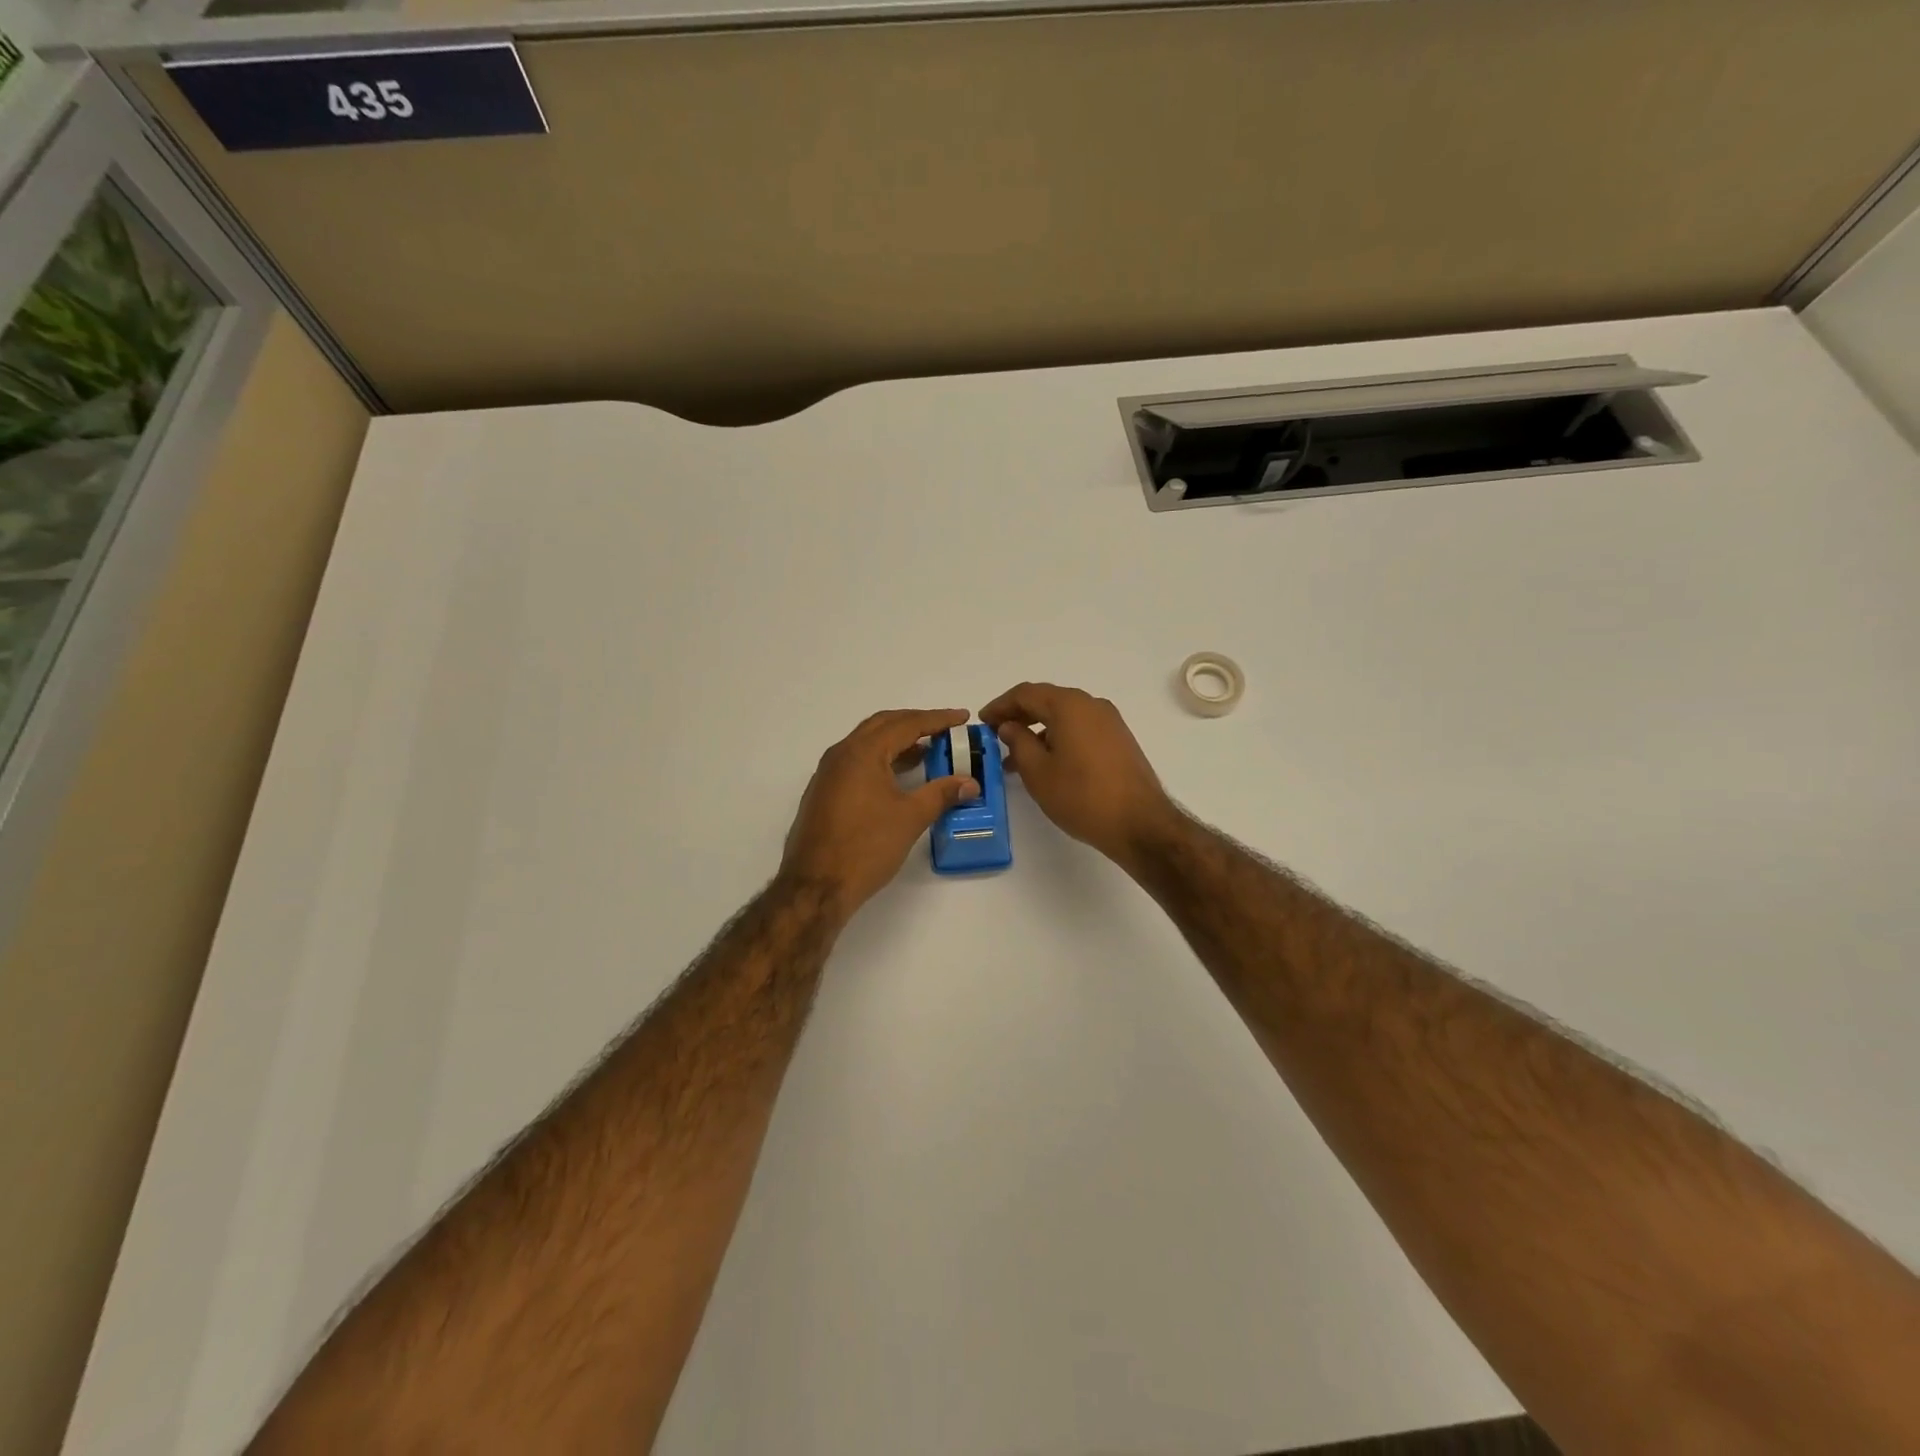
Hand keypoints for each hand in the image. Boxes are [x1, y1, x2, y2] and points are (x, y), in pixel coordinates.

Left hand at [781, 708, 980, 915]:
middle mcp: (841, 754)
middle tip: (945, 729)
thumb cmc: (866, 847)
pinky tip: (899, 776)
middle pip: (883, 725)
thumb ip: (942, 794)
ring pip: (867, 743)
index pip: (906, 724)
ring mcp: (828, 773)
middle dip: (915, 723)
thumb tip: (970, 783)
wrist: (815, 886)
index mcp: (862, 752)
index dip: (937, 719)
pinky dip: (882, 759)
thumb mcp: (911, 818)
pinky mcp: (824, 792)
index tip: (962, 717)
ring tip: (928, 750)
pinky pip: (857, 761)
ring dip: (898, 741)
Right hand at [979, 683, 1177, 869]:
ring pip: (1065, 717)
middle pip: (1047, 701)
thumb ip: (1018, 742)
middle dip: (1019, 716)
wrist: (1140, 824)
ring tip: (1016, 760)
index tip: (982, 721)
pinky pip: (1081, 729)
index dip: (1000, 705)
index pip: (1026, 693)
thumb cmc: (1081, 796)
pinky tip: (1048, 764)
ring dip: (1038, 731)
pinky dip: (1059, 739)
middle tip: (996, 736)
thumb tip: (1009, 726)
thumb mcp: (1038, 771)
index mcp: (1069, 705)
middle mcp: (1092, 705)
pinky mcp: (1120, 741)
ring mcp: (1110, 722)